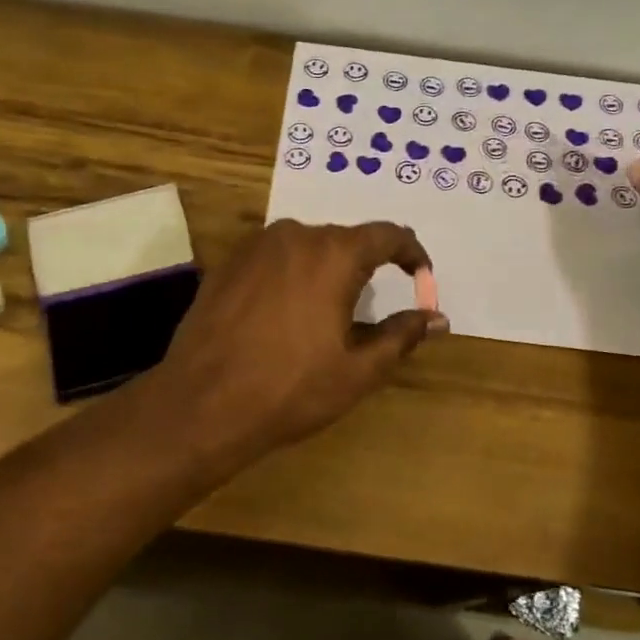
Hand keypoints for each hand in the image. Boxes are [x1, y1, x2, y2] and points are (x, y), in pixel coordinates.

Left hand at [149, 219, 444, 467]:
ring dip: (324, 270)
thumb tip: (437, 317)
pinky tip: (284, 313)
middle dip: (364, 266)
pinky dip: (290, 275)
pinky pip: (273, 257)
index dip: (411, 252)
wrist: (202, 404)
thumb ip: (401, 336)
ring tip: (326, 312)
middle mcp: (294, 235)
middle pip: (344, 240)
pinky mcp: (227, 263)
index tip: (420, 273)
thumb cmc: (290, 389)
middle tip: (370, 306)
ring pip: (306, 247)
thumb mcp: (358, 370)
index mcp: (333, 254)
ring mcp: (255, 246)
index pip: (387, 235)